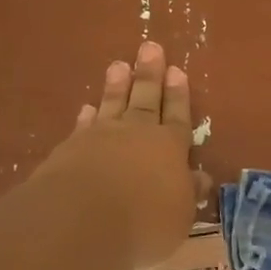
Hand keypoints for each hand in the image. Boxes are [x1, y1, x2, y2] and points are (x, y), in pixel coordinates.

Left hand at [37, 41, 206, 269]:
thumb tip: (200, 178)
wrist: (83, 219)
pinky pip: (83, 126)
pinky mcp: (69, 150)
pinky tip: (87, 109)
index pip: (177, 117)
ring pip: (112, 105)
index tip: (177, 71)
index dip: (178, 96)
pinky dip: (87, 117)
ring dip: (117, 86)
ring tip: (119, 65)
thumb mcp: (180, 215)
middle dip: (149, 75)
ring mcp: (100, 139)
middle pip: (145, 100)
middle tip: (149, 47)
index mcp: (169, 148)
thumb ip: (188, 193)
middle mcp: (136, 135)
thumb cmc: (145, 221)